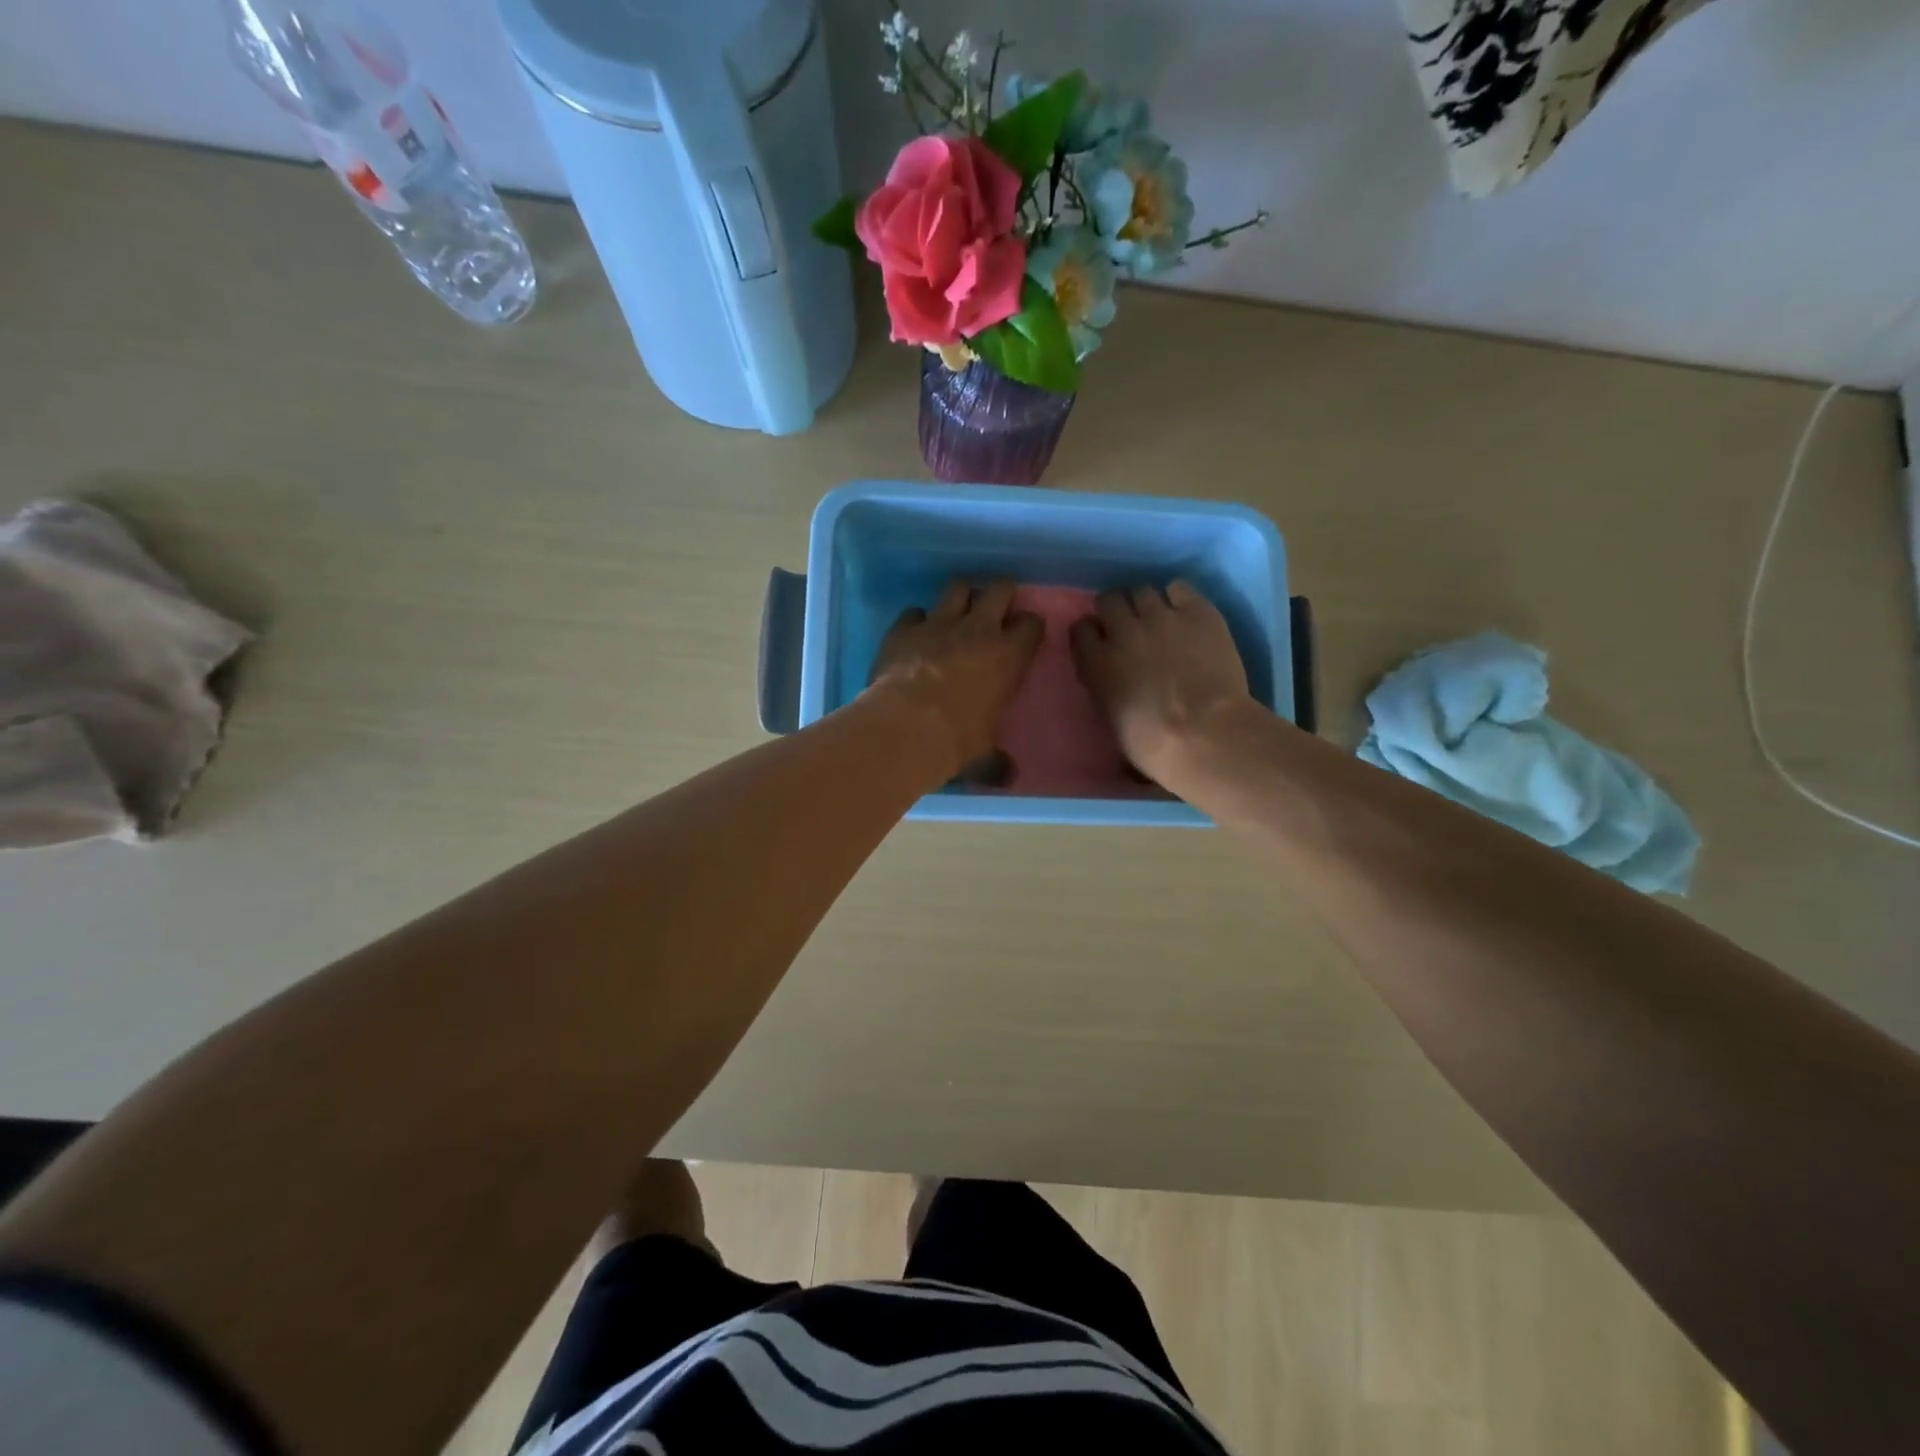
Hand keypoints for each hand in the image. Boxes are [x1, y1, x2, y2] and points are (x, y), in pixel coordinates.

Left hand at [869, 579, 1042, 779]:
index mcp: (1008, 657)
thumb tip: (1009, 777)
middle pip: (998, 589)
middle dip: (1000, 593)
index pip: (1031, 625)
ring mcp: (938, 624)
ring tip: (956, 610)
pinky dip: (916, 620)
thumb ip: (996, 761)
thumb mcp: (984, 756)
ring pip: (956, 587)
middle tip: (996, 606)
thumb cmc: (956, 742)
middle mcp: (977, 630)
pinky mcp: (903, 629)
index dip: (1029, 626)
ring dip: (960, 596)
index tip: (1025, 633)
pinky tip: (913, 634)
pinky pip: (913, 612)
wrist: (905, 729)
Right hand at [1070, 581, 1256, 783]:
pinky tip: (1185, 613)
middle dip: (1115, 610)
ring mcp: (1161, 617)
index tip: (1100, 641)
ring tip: (1159, 618)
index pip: (1080, 629)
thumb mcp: (1110, 718)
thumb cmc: (1152, 743)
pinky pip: (1179, 587)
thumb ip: (1102, 686)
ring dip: (1145, 603)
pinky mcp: (1197, 611)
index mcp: (1097, 662)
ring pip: (1142, 590)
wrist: (1204, 734)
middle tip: (1129, 626)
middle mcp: (1123, 631)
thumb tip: (1108, 675)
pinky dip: (1178, 597)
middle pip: (1109, 600)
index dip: (1091, 633)